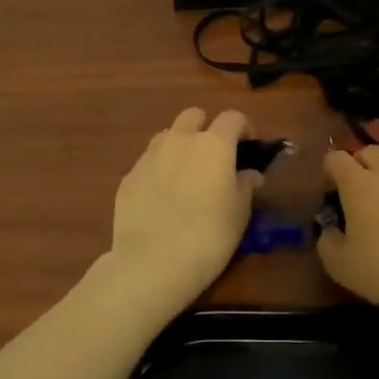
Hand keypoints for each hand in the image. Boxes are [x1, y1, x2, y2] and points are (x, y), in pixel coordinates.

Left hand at [108, 107, 260, 312]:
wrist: (153, 262)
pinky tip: (163, 198)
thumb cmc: (209, 235)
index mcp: (214, 145)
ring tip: (186, 175)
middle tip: (214, 158)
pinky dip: (160, 170)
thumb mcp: (240, 213)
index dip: (243, 129)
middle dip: (206, 128)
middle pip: (194, 116)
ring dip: (180, 146)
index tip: (248, 148)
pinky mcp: (128, 176)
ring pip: (168, 136)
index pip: (233, 118)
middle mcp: (180, 140)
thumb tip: (249, 174)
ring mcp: (149, 156)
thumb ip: (245, 186)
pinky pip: (149, 162)